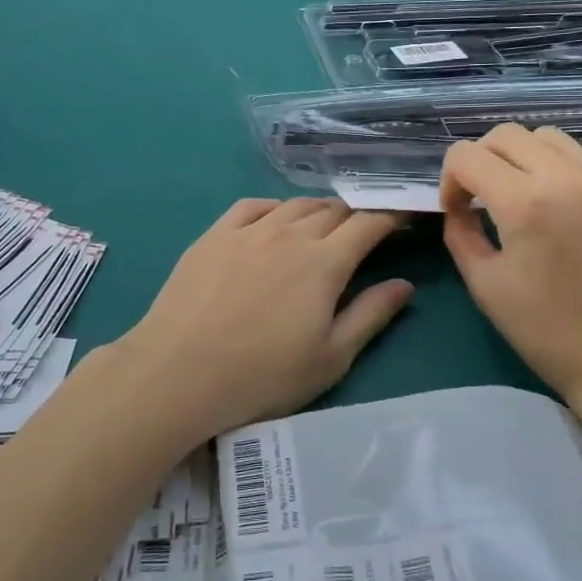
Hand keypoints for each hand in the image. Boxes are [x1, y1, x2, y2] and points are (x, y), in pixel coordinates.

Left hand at [117, 199, 412, 443]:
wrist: (178, 373)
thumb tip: (403, 284)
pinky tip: (274, 219)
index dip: (390, 217)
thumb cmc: (262, 376)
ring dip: (316, 211)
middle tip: (362, 232)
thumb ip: (371, 315)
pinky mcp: (213, 236)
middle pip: (332, 210)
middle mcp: (289, 234)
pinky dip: (274, 208)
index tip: (402, 219)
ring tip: (321, 226)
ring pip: (293, 205)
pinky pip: (251, 206)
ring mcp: (247, 231)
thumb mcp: (330, 358)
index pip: (368, 224)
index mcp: (324, 263)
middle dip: (355, 216)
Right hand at [440, 125, 581, 406]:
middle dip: (482, 160)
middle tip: (482, 197)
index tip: (458, 210)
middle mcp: (569, 179)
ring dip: (522, 158)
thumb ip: (461, 233)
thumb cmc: (547, 332)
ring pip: (549, 138)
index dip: (450, 180)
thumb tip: (459, 206)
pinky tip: (564, 214)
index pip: (468, 155)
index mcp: (526, 204)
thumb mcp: (485, 286)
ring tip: (523, 196)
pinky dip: (560, 175)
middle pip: (507, 134)